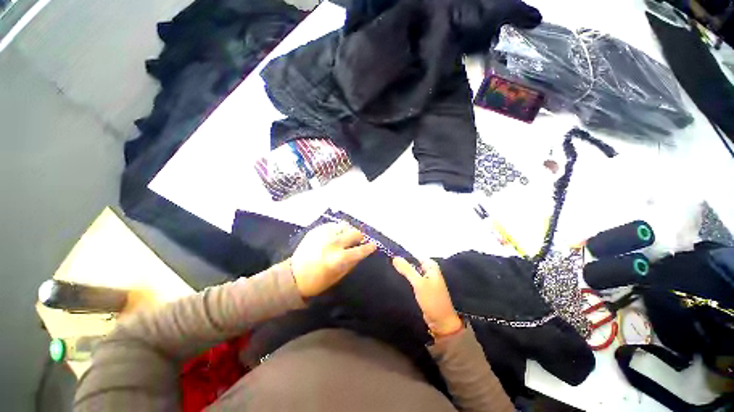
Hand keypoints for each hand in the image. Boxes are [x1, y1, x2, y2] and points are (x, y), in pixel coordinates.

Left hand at [291, 223, 376, 297]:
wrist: (293, 276)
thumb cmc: (318, 281)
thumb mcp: (339, 275)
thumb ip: (353, 262)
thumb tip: (363, 251)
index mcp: (339, 258)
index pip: (360, 250)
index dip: (369, 247)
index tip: (374, 245)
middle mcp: (333, 243)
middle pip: (355, 233)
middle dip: (360, 237)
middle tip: (359, 241)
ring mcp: (324, 234)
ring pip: (345, 225)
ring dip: (348, 231)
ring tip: (347, 237)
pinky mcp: (316, 230)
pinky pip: (333, 225)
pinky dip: (337, 229)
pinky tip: (335, 235)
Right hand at [392, 257, 462, 337]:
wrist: (441, 322)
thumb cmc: (432, 300)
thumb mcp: (419, 283)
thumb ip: (407, 269)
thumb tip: (394, 257)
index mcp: (430, 266)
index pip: (414, 255)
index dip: (402, 256)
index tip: (389, 257)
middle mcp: (428, 270)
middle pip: (412, 263)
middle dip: (401, 265)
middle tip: (388, 265)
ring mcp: (425, 280)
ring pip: (411, 272)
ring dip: (402, 273)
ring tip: (389, 272)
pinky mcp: (422, 289)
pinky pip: (411, 281)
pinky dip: (405, 280)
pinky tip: (395, 281)